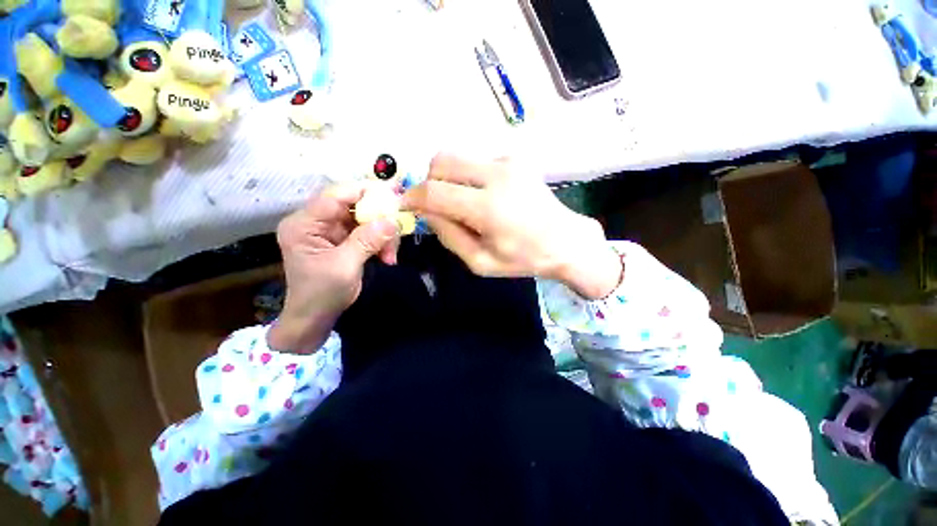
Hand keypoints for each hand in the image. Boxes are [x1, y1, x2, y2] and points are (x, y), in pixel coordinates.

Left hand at [269, 185, 399, 351]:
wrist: (315, 317)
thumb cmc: (322, 294)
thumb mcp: (345, 267)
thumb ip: (367, 241)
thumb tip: (393, 220)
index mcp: (304, 224)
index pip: (335, 195)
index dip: (365, 192)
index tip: (393, 196)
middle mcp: (316, 221)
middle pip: (353, 205)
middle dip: (379, 218)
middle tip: (399, 227)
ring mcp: (330, 230)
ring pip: (364, 218)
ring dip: (383, 234)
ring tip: (391, 255)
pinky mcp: (343, 238)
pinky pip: (367, 231)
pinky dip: (381, 241)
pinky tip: (388, 256)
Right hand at [403, 154, 621, 299]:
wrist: (565, 241)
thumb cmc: (524, 259)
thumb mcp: (480, 262)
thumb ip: (449, 236)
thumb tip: (426, 212)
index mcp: (488, 207)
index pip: (434, 192)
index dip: (412, 198)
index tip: (406, 207)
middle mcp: (496, 175)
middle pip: (441, 161)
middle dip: (429, 182)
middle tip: (435, 206)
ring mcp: (507, 162)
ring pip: (457, 157)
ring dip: (448, 179)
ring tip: (463, 203)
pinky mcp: (514, 159)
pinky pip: (475, 162)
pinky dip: (468, 177)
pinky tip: (484, 196)